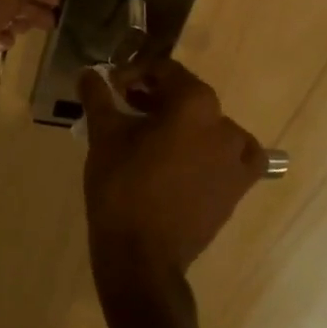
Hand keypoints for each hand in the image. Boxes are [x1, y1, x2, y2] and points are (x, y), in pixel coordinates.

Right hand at [79, 59, 267, 301]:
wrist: (142, 256)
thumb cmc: (121, 186)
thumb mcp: (104, 134)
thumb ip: (98, 96)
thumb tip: (88, 73)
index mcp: (194, 103)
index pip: (165, 71)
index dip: (135, 73)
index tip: (113, 86)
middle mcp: (223, 124)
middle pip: (188, 95)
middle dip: (156, 96)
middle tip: (126, 106)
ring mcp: (236, 158)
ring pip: (208, 123)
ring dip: (182, 121)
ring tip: (152, 134)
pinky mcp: (238, 188)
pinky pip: (233, 156)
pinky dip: (216, 150)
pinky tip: (193, 158)